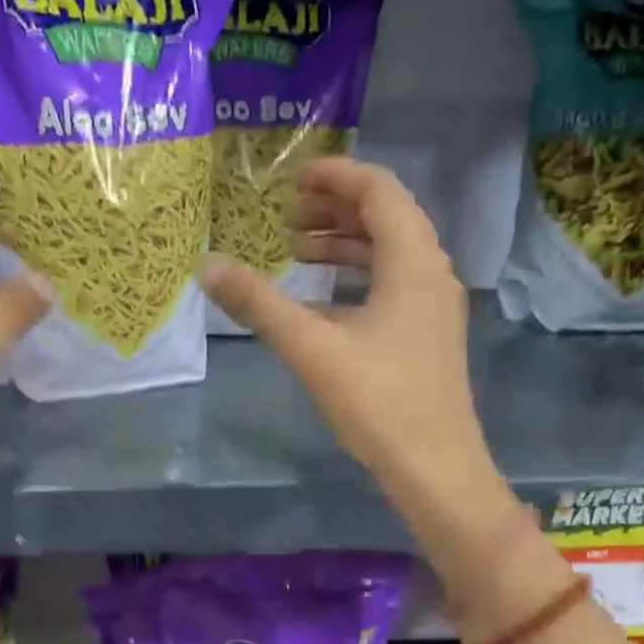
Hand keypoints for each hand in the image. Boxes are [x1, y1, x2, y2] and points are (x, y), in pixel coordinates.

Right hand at [201, 158, 530, 567]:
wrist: (435, 467)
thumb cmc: (378, 402)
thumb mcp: (312, 349)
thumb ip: (260, 304)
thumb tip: (208, 266)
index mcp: (412, 262)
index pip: (379, 191)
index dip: (335, 176)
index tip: (291, 179)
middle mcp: (432, 273)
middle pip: (386, 217)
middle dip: (335, 208)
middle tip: (287, 215)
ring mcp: (434, 306)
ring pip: (390, 253)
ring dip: (344, 243)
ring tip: (297, 250)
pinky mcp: (428, 334)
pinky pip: (392, 284)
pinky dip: (355, 277)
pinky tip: (322, 300)